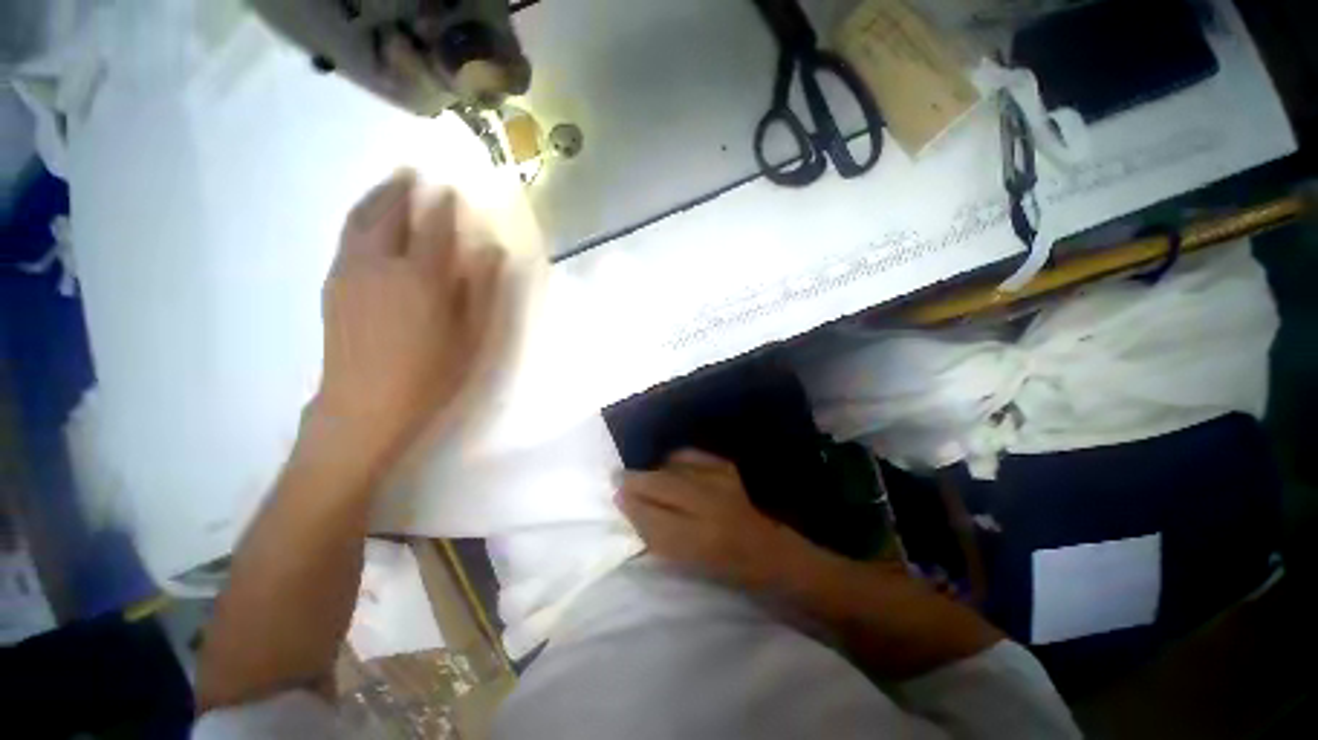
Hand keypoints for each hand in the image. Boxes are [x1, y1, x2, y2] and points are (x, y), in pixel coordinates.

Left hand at [313, 171, 504, 460]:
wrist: (364, 406)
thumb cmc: (430, 375)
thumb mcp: (471, 336)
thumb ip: (481, 289)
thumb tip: (491, 249)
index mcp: (421, 277)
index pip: (434, 227)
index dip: (443, 206)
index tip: (449, 188)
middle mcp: (380, 264)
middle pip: (388, 213)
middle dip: (401, 189)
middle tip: (412, 171)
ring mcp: (349, 272)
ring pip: (359, 220)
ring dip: (374, 197)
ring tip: (388, 184)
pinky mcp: (332, 285)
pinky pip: (345, 238)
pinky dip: (358, 218)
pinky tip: (366, 221)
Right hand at [616, 449, 816, 589]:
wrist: (765, 549)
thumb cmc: (723, 566)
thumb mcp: (686, 562)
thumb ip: (655, 535)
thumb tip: (629, 506)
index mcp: (701, 541)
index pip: (654, 518)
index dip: (631, 504)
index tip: (614, 495)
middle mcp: (711, 506)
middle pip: (662, 485)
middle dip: (636, 480)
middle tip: (619, 478)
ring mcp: (721, 482)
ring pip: (673, 466)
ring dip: (654, 470)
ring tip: (646, 477)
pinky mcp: (726, 467)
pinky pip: (690, 455)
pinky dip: (674, 460)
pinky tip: (670, 467)